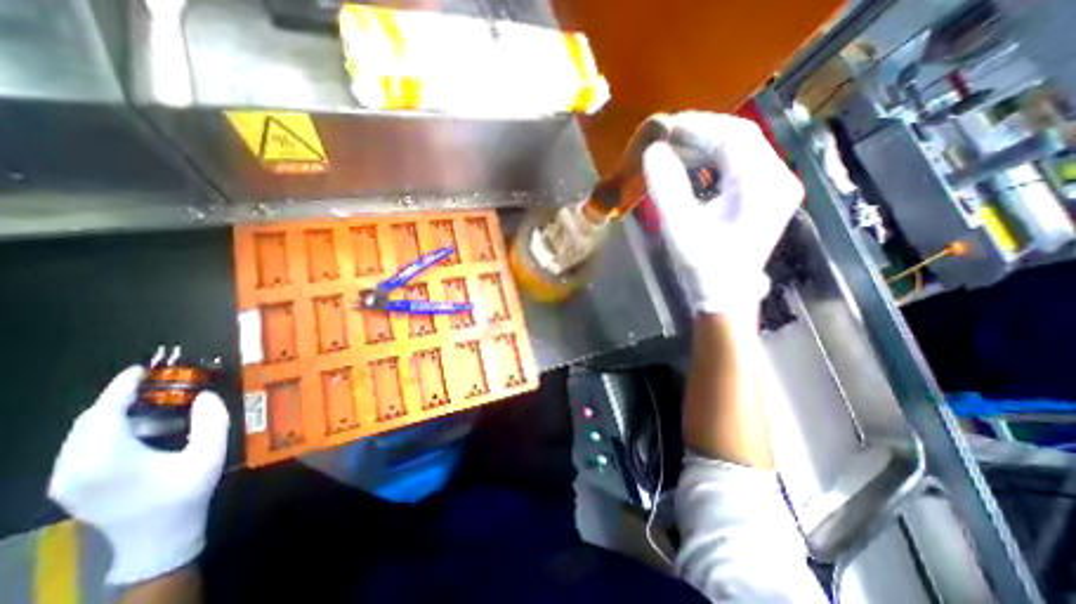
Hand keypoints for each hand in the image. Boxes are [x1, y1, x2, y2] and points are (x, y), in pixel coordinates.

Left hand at [48, 365, 227, 581]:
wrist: (157, 537)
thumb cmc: (186, 493)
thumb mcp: (210, 453)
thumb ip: (211, 420)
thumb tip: (205, 395)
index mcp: (107, 459)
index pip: (103, 414)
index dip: (120, 388)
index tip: (140, 369)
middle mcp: (74, 468)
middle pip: (89, 421)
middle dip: (121, 400)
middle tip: (159, 388)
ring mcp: (66, 480)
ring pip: (82, 434)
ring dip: (117, 416)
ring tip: (156, 411)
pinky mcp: (69, 486)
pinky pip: (81, 448)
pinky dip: (109, 432)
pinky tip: (142, 434)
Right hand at [642, 108, 801, 313]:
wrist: (724, 298)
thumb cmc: (704, 269)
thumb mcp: (680, 229)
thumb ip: (666, 188)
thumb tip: (652, 151)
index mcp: (761, 186)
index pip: (733, 137)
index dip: (696, 126)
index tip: (664, 127)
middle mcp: (776, 179)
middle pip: (739, 138)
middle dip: (699, 132)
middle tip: (664, 136)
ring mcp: (772, 187)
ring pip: (738, 149)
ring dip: (703, 145)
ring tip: (672, 149)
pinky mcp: (762, 196)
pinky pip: (737, 165)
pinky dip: (710, 159)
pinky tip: (690, 165)